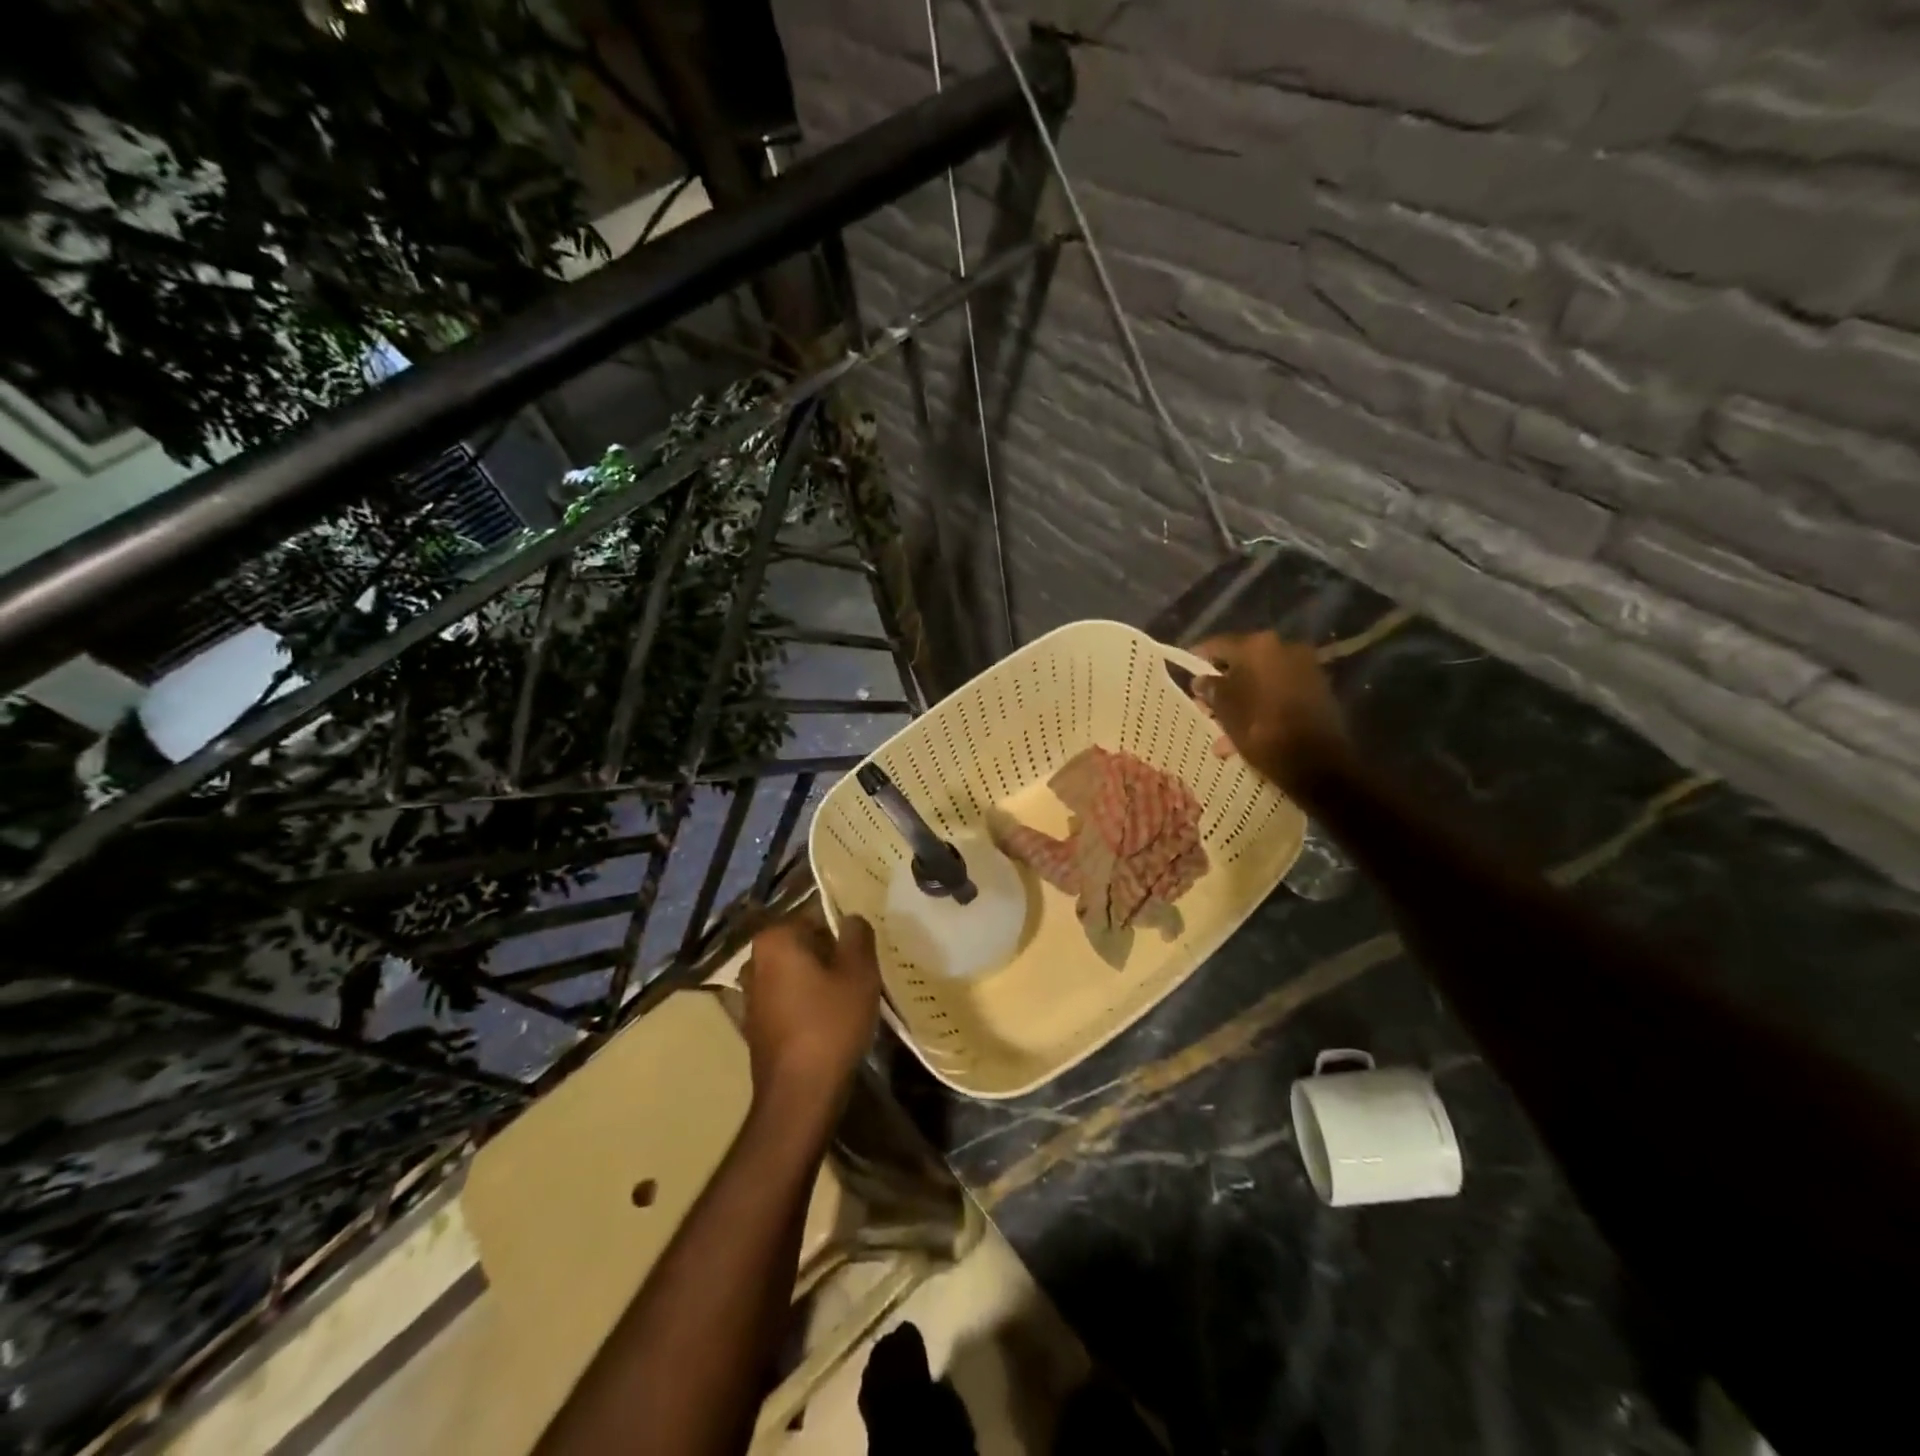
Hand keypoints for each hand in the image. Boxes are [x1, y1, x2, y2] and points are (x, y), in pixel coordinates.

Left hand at [741, 912, 881, 1122]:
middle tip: (859, 976)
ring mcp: (750, 995)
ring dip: (818, 981)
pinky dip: (806, 1005)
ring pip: (795, 974)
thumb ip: (857, 935)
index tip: (862, 955)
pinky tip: (829, 1023)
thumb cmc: (831, 1023)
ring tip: (847, 1000)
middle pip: (803, 946)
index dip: (843, 934)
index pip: (816, 917)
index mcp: (775, 939)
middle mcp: (754, 961)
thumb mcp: (859, 972)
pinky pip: (787, 1001)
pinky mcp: (754, 1025)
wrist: (799, 1094)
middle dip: (829, 956)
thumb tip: (851, 919)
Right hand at [1187, 630, 1353, 790]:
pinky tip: (1246, 732)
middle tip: (1204, 704)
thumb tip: (1201, 680)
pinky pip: (1279, 692)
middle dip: (1222, 684)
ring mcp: (1305, 669)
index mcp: (1258, 646)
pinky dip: (1261, 706)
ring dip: (1241, 699)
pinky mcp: (1317, 689)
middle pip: (1243, 662)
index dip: (1199, 657)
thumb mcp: (1225, 710)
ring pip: (1261, 680)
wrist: (1315, 761)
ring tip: (1222, 728)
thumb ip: (1210, 689)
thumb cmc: (1261, 729)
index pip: (1219, 644)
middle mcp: (1285, 648)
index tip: (1186, 670)